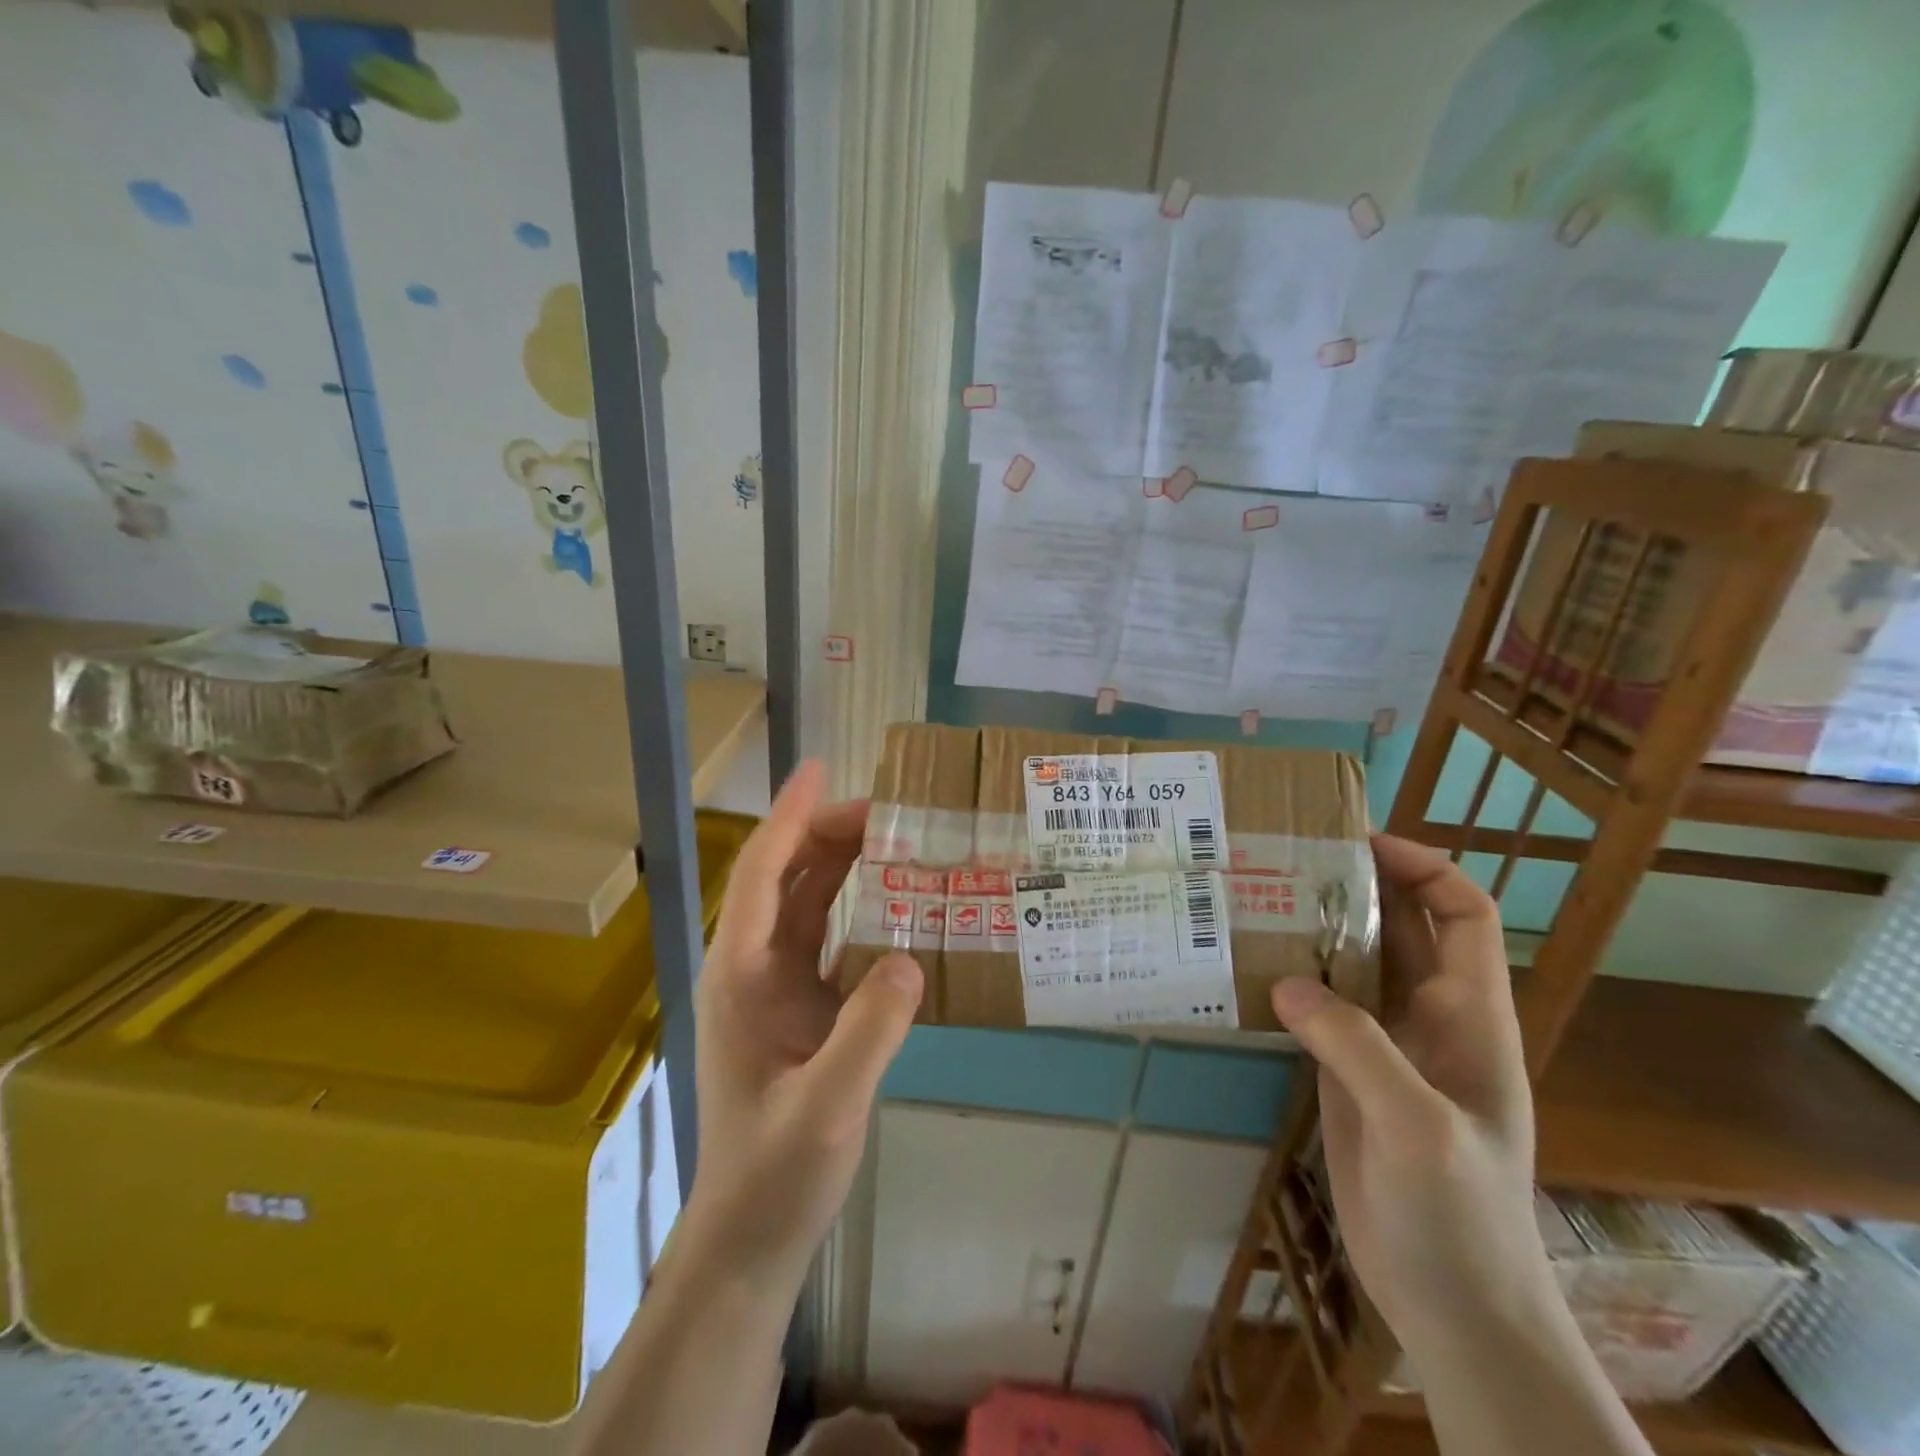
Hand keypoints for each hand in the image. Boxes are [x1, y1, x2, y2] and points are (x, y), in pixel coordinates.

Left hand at [684, 760, 924, 1293]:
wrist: (751, 1237)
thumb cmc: (777, 1173)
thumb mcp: (828, 1107)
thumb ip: (869, 1032)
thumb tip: (910, 958)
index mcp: (741, 975)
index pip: (762, 874)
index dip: (790, 818)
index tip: (820, 770)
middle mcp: (751, 969)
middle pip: (785, 879)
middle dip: (826, 833)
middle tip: (888, 810)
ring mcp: (773, 990)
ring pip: (805, 906)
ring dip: (840, 866)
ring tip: (892, 838)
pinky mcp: (798, 1011)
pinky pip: (826, 940)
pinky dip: (854, 911)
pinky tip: (893, 905)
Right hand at [1270, 835, 1548, 1356]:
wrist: (1454, 1305)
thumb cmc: (1458, 1215)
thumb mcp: (1415, 1126)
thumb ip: (1356, 1046)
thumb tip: (1284, 981)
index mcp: (1469, 1016)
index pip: (1462, 914)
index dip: (1423, 867)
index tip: (1358, 842)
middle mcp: (1431, 1017)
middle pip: (1401, 927)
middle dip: (1356, 885)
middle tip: (1287, 858)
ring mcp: (1389, 1046)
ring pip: (1356, 963)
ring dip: (1317, 928)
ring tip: (1260, 899)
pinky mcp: (1352, 1072)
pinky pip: (1324, 1006)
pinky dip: (1294, 978)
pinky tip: (1252, 968)